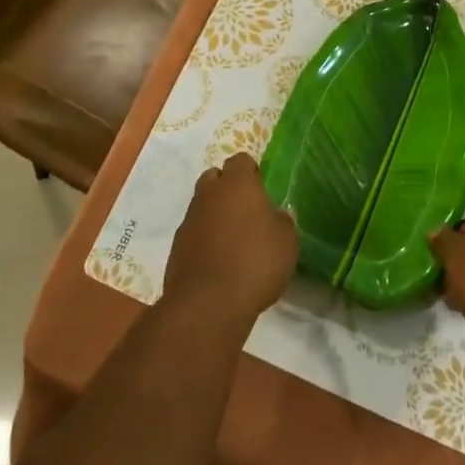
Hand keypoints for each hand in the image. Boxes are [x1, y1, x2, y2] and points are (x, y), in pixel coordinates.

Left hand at [163, 153, 298, 323]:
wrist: (208, 303)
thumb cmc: (255, 262)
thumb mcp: (287, 242)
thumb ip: (282, 221)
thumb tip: (275, 215)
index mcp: (237, 184)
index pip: (241, 161)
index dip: (251, 172)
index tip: (262, 190)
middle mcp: (209, 193)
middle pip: (215, 177)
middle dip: (227, 188)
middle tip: (246, 212)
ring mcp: (189, 219)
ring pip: (202, 204)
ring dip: (215, 214)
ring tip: (233, 240)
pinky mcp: (177, 245)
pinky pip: (193, 232)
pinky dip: (204, 239)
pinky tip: (218, 261)